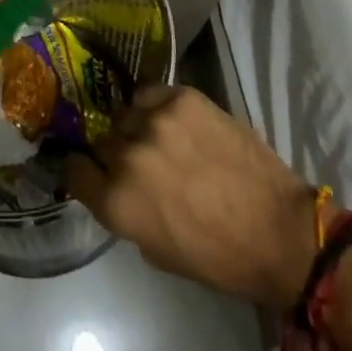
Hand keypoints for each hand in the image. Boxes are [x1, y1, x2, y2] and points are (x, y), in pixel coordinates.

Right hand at [67, 85, 319, 306]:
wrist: (279, 231)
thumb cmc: (219, 258)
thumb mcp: (156, 250)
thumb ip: (126, 211)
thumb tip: (114, 184)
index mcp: (117, 202)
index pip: (72, 169)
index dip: (81, 171)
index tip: (91, 171)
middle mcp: (127, 156)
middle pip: (101, 139)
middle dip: (114, 151)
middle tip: (139, 162)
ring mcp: (155, 121)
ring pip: (126, 113)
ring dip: (137, 127)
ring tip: (161, 139)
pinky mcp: (183, 97)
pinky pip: (152, 92)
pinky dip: (158, 105)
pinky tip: (176, 121)